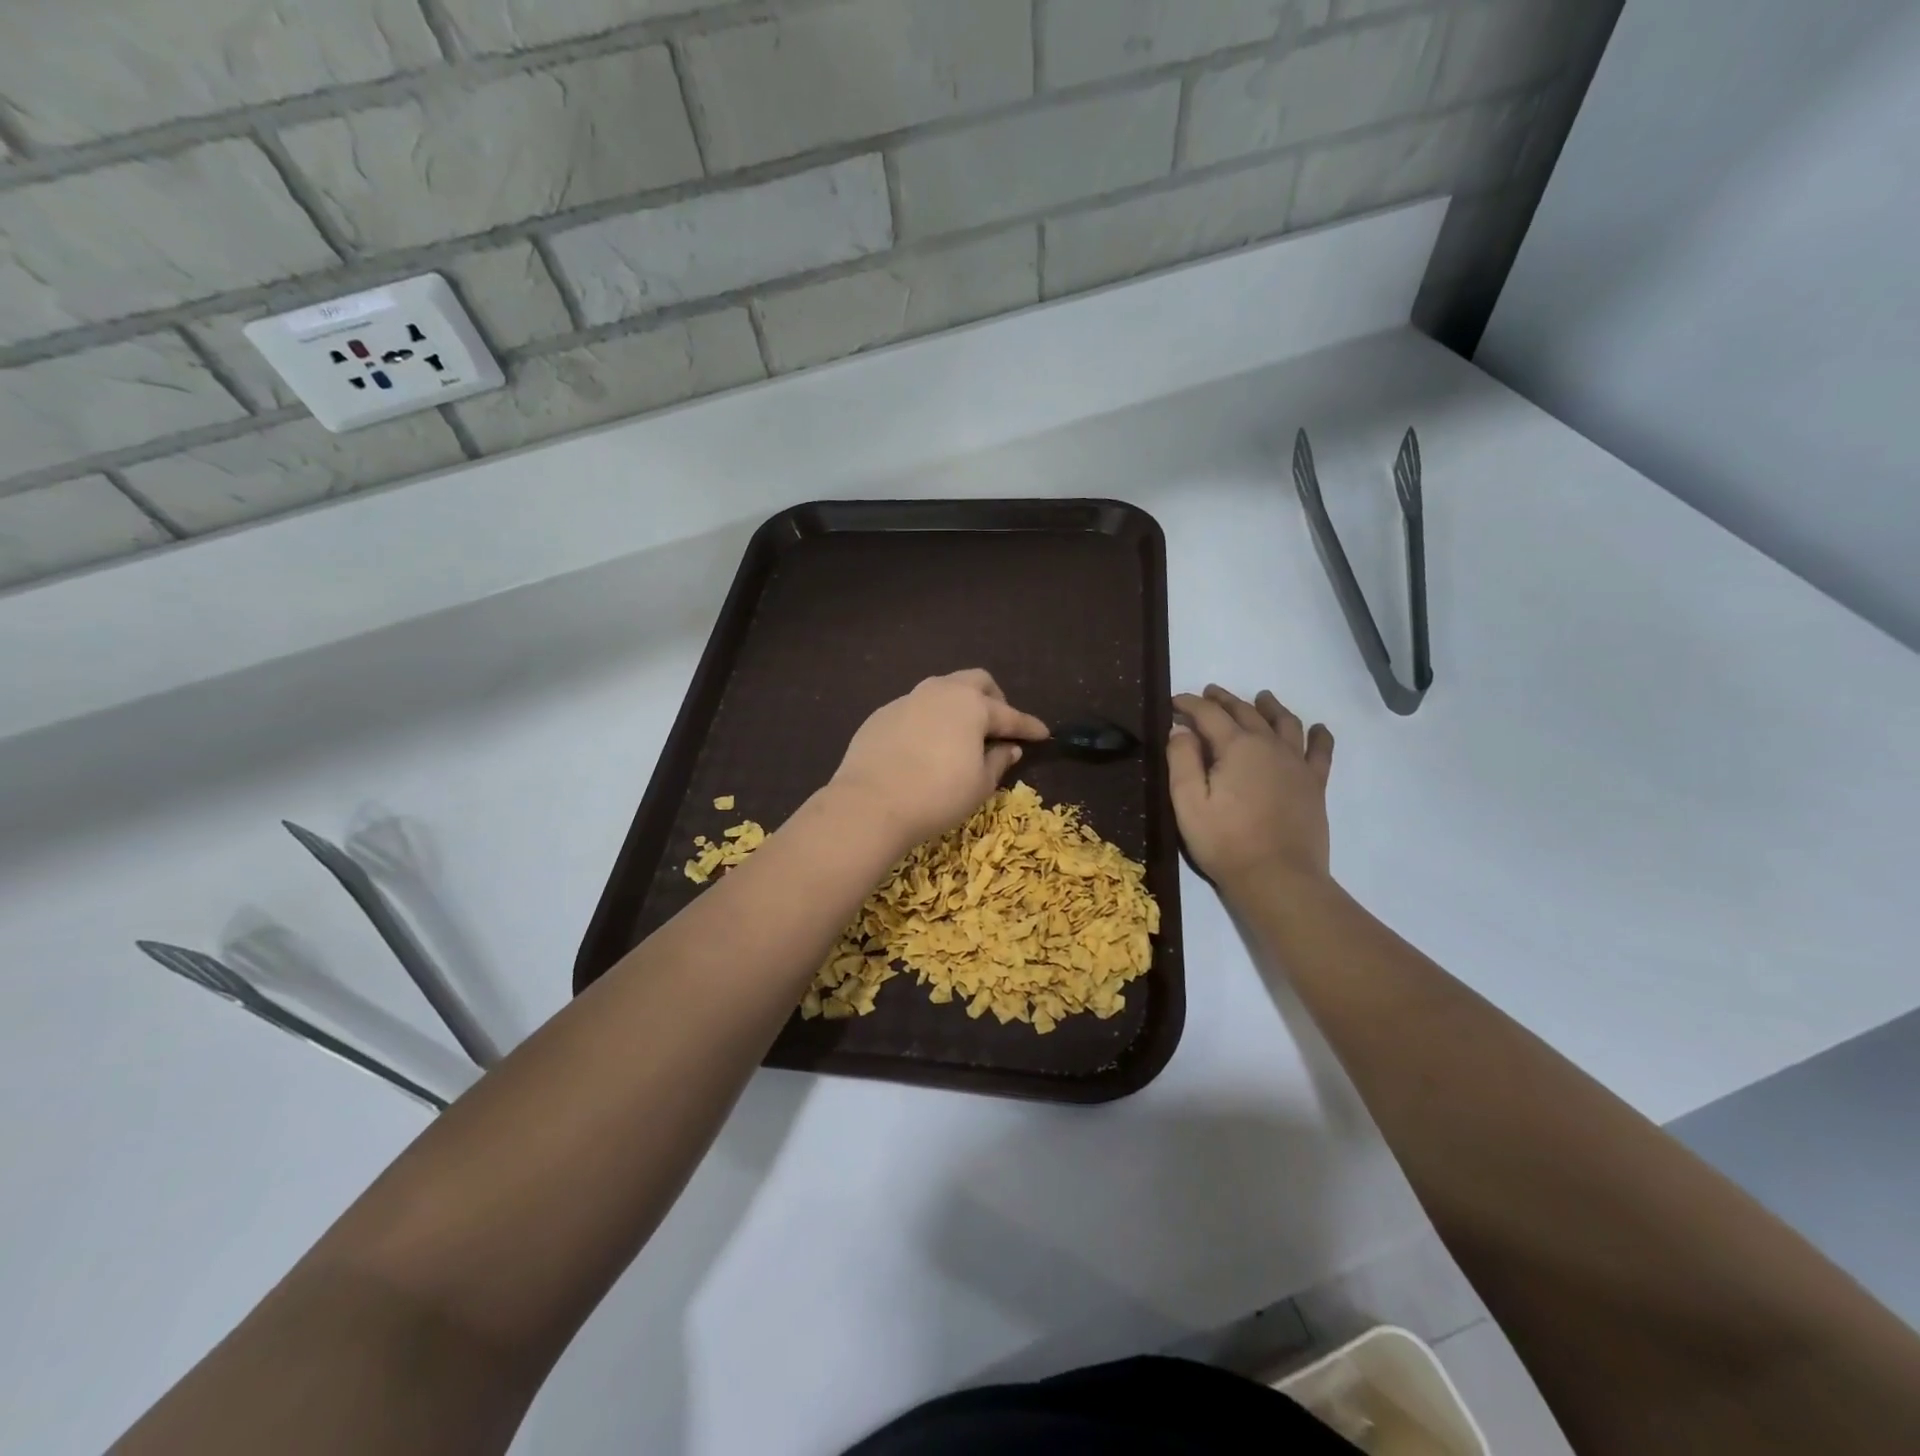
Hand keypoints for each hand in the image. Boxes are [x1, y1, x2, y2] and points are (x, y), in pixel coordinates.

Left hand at [828, 670, 1049, 851]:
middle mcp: (940, 692)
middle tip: (999, 726)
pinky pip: (915, 708)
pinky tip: (926, 745)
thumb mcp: (979, 784)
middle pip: (976, 682)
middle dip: (994, 699)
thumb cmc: (937, 795)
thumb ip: (997, 761)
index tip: (1044, 734)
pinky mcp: (882, 714)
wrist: (871, 803)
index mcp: (972, 705)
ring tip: (962, 733)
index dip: (1028, 726)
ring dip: (959, 705)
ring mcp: (907, 699)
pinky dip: (930, 720)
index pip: (1009, 715)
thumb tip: (1008, 748)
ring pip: (942, 690)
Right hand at [1168, 685, 1334, 891]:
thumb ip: (1181, 760)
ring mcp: (1296, 764)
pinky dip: (1318, 736)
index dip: (1189, 704)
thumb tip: (1180, 729)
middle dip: (1224, 700)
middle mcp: (1269, 745)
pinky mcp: (1314, 785)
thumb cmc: (1225, 841)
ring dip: (1270, 707)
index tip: (1174, 701)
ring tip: (1261, 698)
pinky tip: (1318, 729)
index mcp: (1236, 747)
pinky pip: (1320, 751)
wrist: (1278, 877)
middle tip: (1209, 694)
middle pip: (1246, 712)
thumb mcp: (1187, 802)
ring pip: (1285, 723)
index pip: (1208, 714)